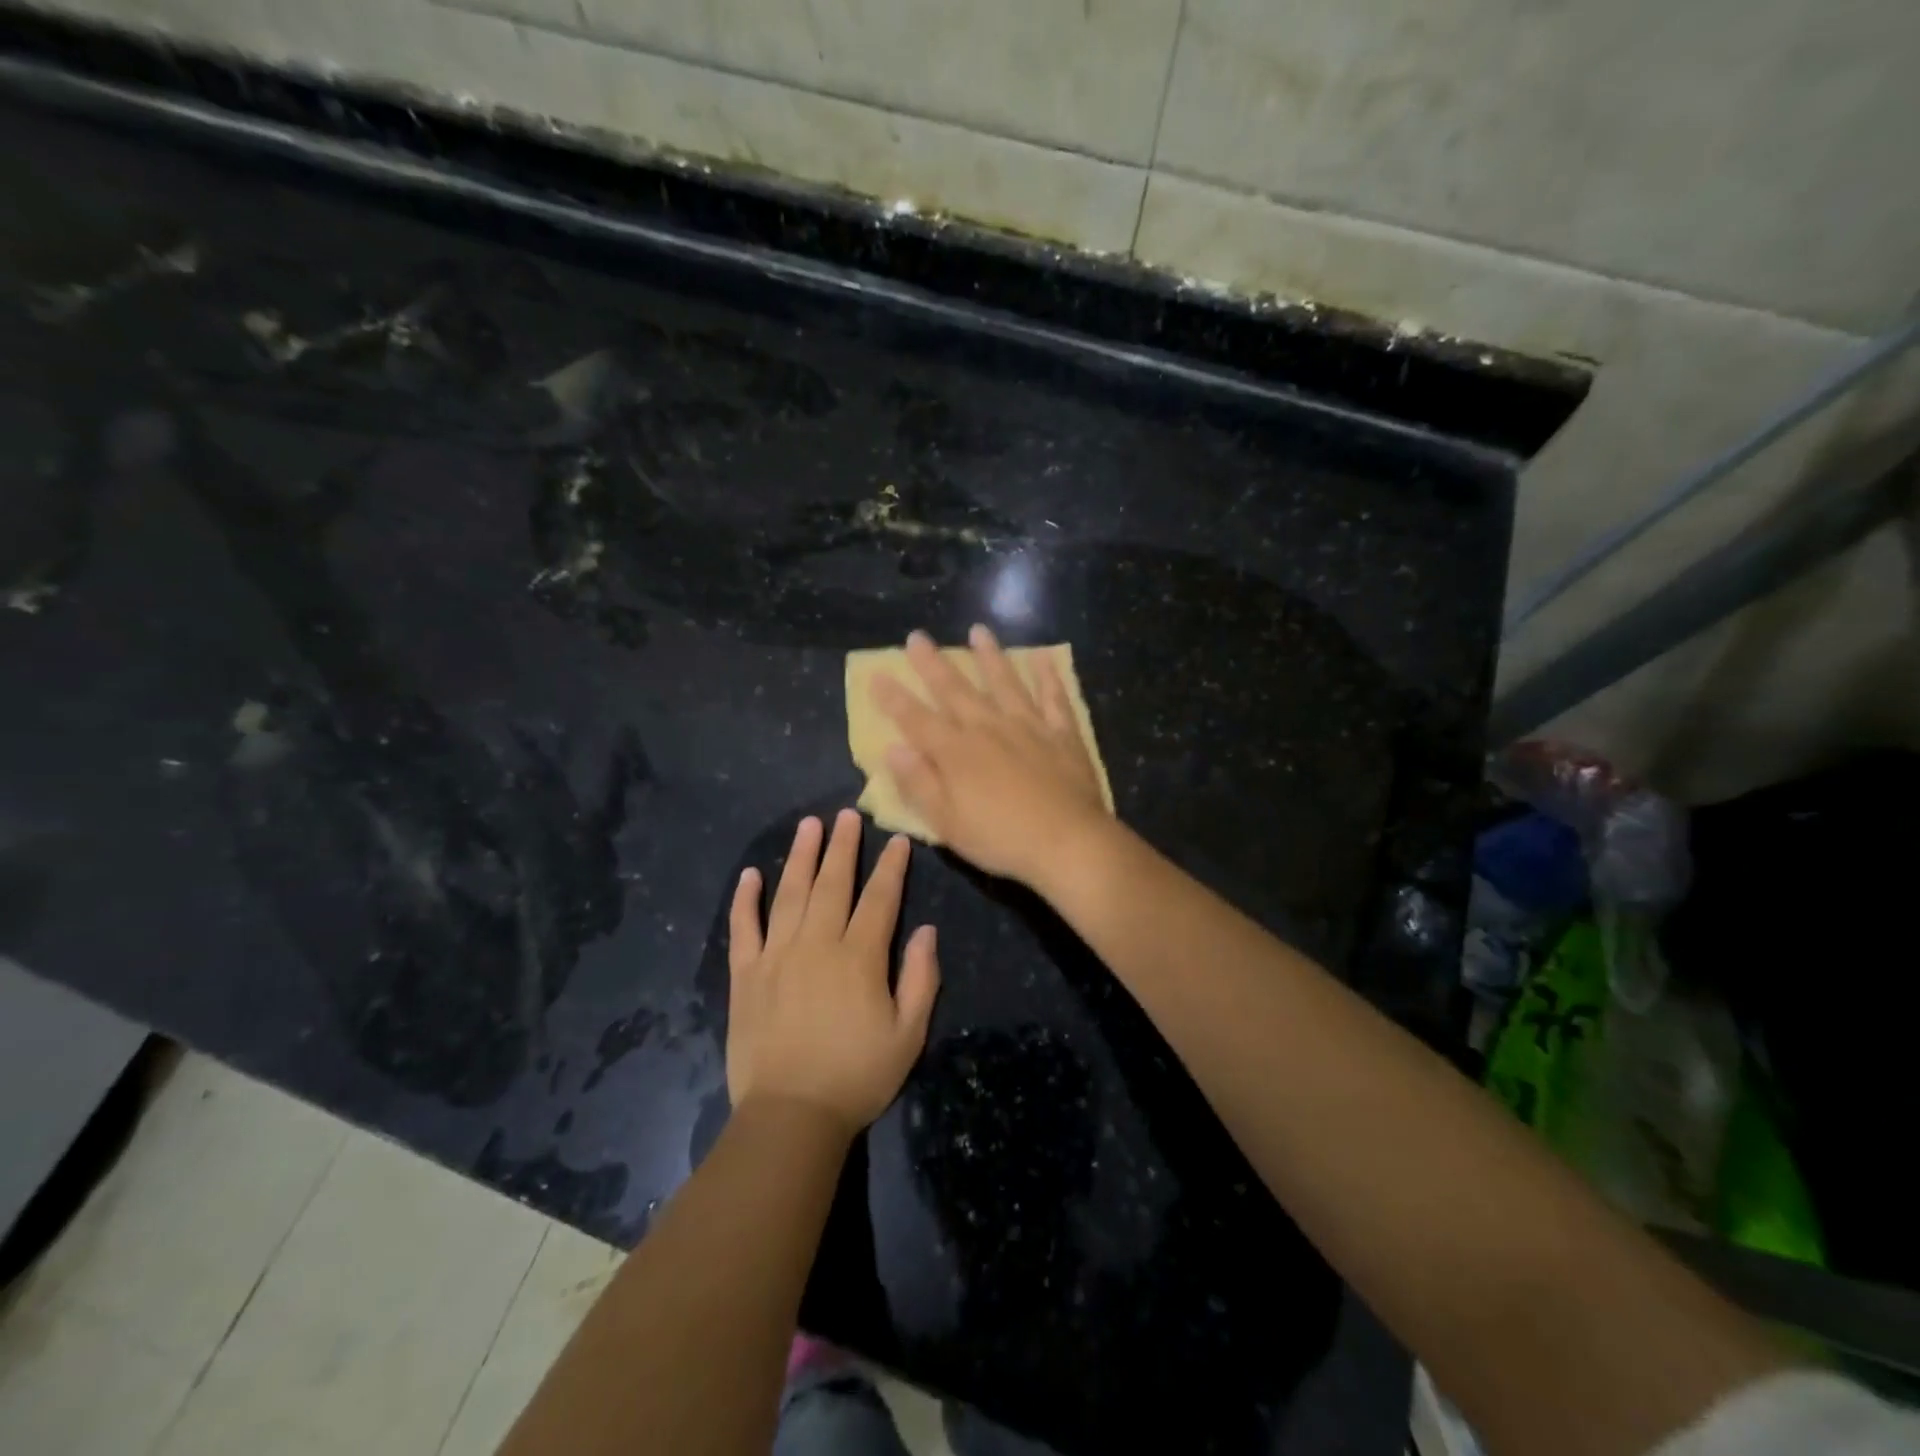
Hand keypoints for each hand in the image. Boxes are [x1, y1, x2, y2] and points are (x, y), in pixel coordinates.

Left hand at [726, 809, 940, 1134]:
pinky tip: (751, 875)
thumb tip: (927, 930)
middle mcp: (817, 944)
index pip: (879, 899)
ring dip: (799, 856)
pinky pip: (744, 928)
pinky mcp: (746, 975)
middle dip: (842, 846)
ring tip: (808, 826)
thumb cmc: (857, 1077)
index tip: (896, 839)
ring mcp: (776, 956)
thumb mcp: (908, 1034)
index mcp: (859, 957)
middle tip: (846, 814)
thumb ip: (921, 978)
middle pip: (832, 883)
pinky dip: (746, 900)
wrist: (790, 1117)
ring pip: (789, 894)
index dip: (890, 867)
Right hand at [870, 625, 1111, 886]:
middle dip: (933, 663)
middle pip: (955, 689)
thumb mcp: (947, 822)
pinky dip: (1048, 676)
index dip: (894, 698)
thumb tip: (893, 748)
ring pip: (1004, 681)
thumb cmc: (1001, 839)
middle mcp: (988, 728)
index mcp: (955, 752)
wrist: (1068, 842)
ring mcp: (1028, 726)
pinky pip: (1054, 697)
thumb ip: (918, 783)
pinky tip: (1043, 657)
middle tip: (917, 636)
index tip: (877, 674)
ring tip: (979, 631)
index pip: (916, 719)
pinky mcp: (1062, 733)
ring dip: (989, 656)